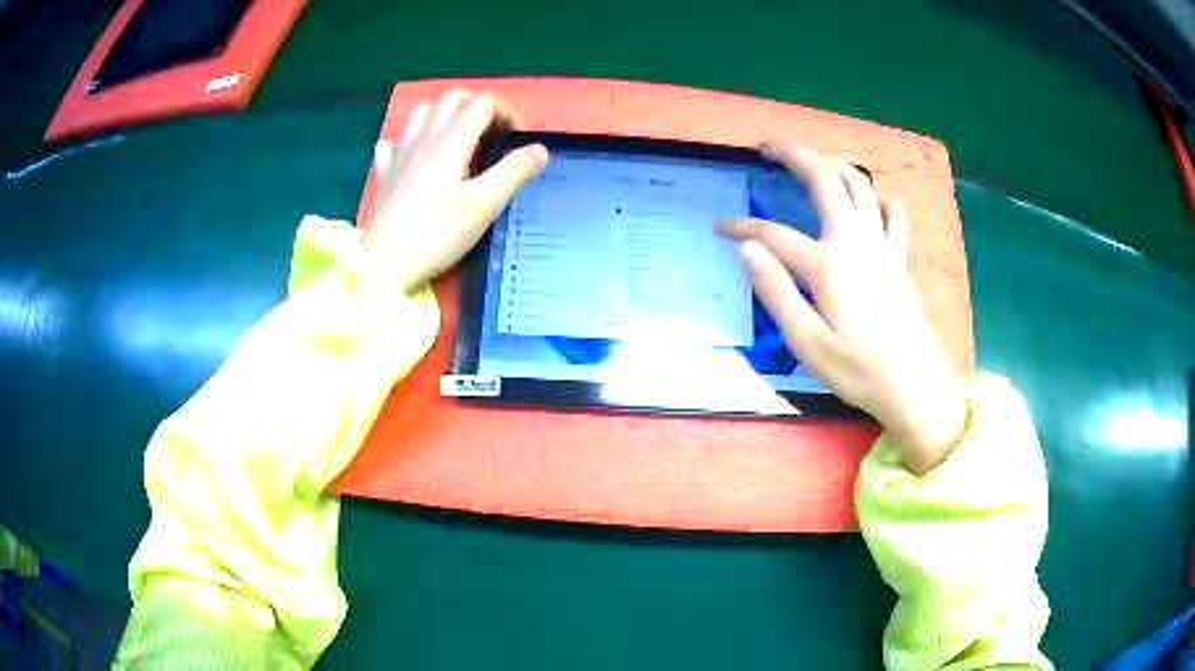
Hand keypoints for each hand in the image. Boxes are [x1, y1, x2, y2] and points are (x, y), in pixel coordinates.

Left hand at [365, 90, 548, 292]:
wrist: (384, 264)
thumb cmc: (437, 234)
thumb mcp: (484, 205)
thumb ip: (514, 172)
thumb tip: (539, 149)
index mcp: (451, 140)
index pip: (483, 104)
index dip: (508, 113)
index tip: (517, 141)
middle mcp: (424, 137)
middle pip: (453, 99)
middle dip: (479, 108)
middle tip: (493, 135)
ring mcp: (400, 153)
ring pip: (423, 113)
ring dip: (445, 116)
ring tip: (459, 140)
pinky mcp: (385, 173)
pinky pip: (394, 142)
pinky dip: (410, 141)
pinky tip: (416, 158)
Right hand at [719, 143, 966, 472]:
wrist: (914, 386)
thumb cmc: (858, 372)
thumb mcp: (807, 343)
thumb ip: (776, 292)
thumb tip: (748, 250)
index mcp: (827, 265)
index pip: (773, 234)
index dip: (742, 227)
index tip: (719, 228)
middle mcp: (855, 242)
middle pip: (824, 180)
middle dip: (794, 155)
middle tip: (767, 148)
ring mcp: (883, 246)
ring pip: (860, 185)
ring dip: (834, 165)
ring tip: (812, 163)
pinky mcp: (900, 257)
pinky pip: (892, 211)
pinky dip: (878, 196)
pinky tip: (869, 200)